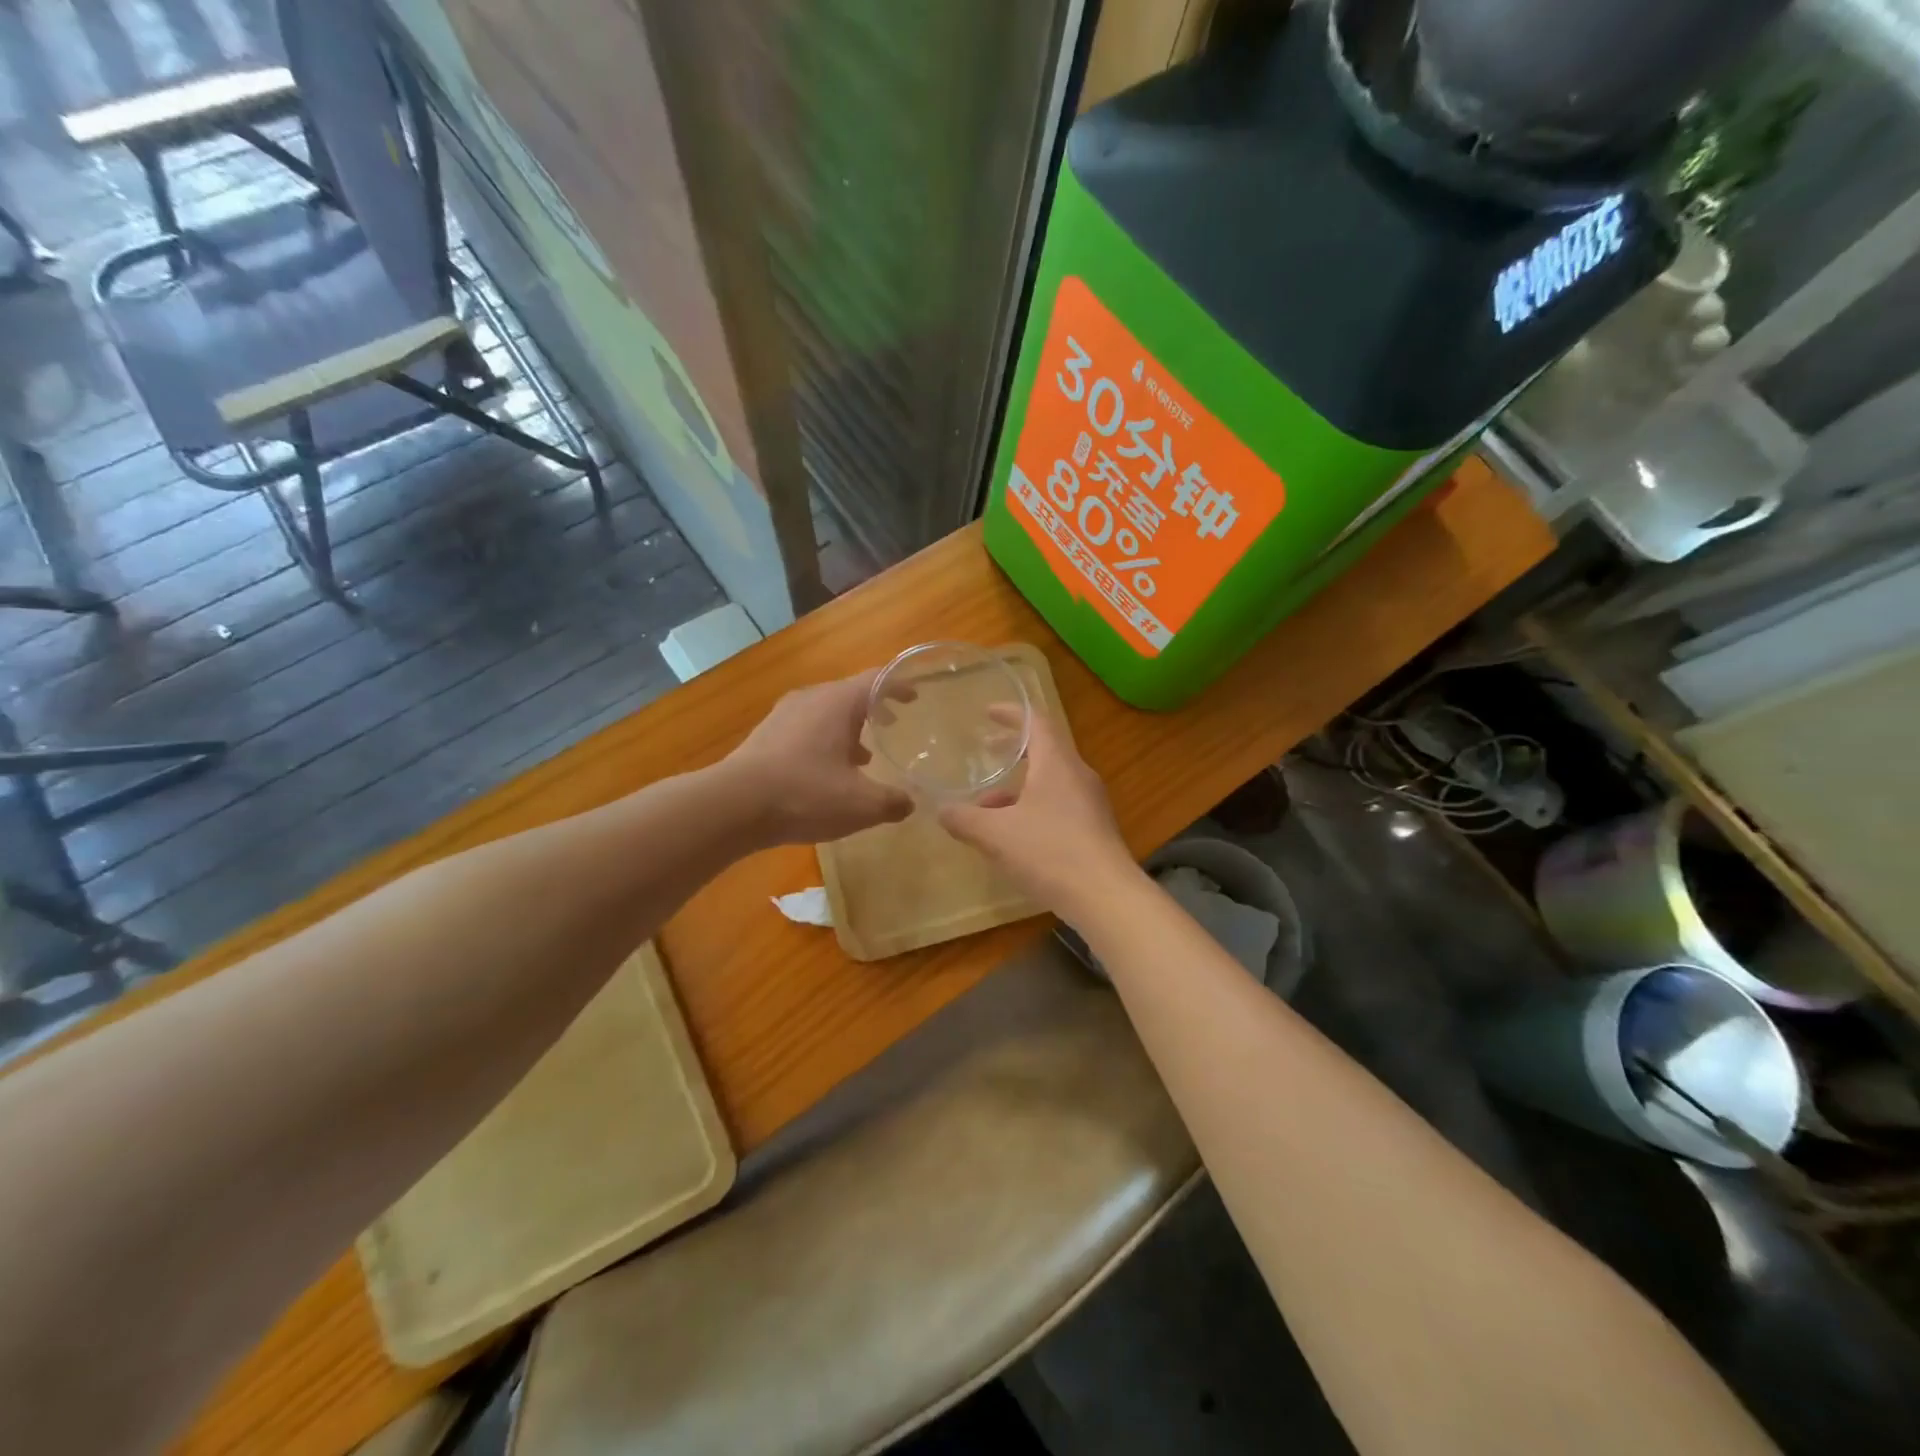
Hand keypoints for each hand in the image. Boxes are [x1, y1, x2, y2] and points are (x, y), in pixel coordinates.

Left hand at [725, 669, 913, 844]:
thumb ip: (892, 802)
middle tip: (893, 726)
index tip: (916, 696)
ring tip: (864, 756)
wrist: (733, 805)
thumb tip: (909, 802)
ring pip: (825, 713)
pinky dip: (824, 742)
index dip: (900, 685)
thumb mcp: (861, 805)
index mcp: (839, 702)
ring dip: (847, 730)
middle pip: (850, 694)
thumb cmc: (806, 794)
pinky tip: (826, 772)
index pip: (877, 679)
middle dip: (873, 709)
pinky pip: (805, 729)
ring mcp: (783, 715)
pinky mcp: (765, 736)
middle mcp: (811, 699)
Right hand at [938, 707, 1138, 918]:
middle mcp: (1078, 775)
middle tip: (985, 752)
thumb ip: (965, 819)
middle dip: (1012, 752)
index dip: (1011, 713)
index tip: (989, 712)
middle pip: (1044, 751)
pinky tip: (1013, 837)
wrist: (1106, 897)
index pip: (1036, 722)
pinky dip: (1033, 809)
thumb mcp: (996, 835)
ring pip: (1049, 782)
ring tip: (986, 808)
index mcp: (1057, 763)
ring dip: (1018, 788)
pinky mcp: (1095, 830)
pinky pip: (1059, 806)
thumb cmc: (1050, 852)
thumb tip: (942, 811)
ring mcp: (1090, 804)